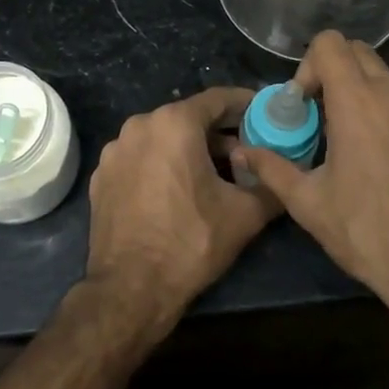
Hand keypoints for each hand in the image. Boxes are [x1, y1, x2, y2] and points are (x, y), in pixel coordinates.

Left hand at [84, 86, 280, 335]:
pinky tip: (178, 191)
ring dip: (189, 149)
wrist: (129, 290)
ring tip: (214, 173)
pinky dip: (162, 165)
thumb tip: (287, 176)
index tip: (265, 112)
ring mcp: (115, 151)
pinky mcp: (102, 176)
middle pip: (189, 118)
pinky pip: (141, 158)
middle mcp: (140, 126)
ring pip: (162, 138)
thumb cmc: (190, 242)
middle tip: (246, 150)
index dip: (245, 104)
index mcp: (174, 123)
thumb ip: (271, 185)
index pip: (218, 99)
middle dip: (219, 131)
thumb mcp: (244, 215)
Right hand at [234, 31, 388, 306]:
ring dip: (366, 97)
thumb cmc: (367, 233)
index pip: (331, 43)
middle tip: (324, 116)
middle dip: (335, 74)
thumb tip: (242, 151)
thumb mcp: (309, 204)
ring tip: (357, 143)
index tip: (305, 104)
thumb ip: (272, 168)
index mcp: (358, 103)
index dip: (309, 65)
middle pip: (360, 53)